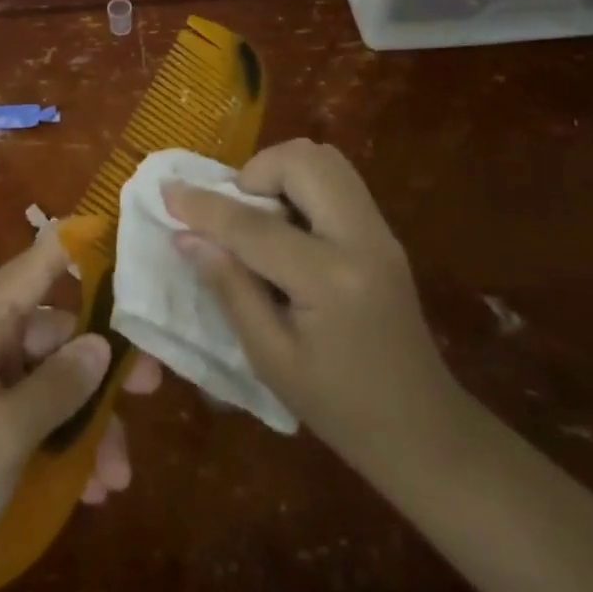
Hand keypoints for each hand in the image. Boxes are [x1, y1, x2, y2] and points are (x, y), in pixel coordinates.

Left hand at [0, 228, 160, 591]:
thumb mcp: (6, 431)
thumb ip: (60, 385)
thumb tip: (103, 345)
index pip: (36, 265)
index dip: (79, 247)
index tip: (126, 238)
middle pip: (55, 334)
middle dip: (102, 365)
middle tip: (154, 386)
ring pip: (53, 385)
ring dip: (90, 424)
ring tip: (120, 474)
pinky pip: (39, 425)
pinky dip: (68, 450)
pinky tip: (95, 491)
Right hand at [163, 138, 459, 487]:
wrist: (425, 431)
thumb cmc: (340, 408)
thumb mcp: (271, 358)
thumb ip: (229, 288)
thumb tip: (186, 236)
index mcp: (331, 279)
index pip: (254, 225)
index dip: (204, 207)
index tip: (167, 192)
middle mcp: (361, 238)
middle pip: (302, 162)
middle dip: (255, 172)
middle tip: (233, 212)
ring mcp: (379, 230)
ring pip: (324, 159)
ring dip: (280, 172)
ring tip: (259, 216)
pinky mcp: (383, 232)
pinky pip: (336, 180)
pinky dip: (301, 184)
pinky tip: (287, 227)